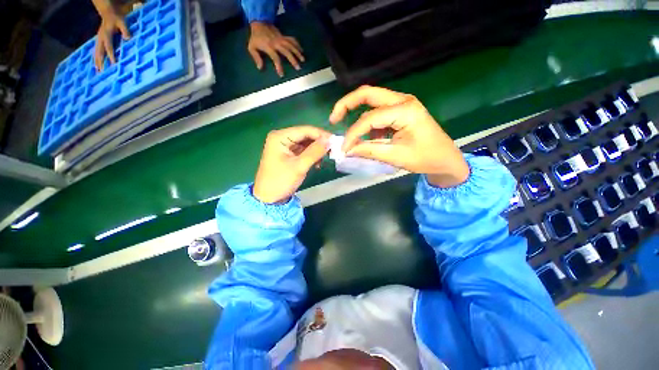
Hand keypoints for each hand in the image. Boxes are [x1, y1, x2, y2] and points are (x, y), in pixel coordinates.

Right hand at [94, 8, 129, 70]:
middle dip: (100, 61)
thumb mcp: (123, 22)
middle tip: (101, 71)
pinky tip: (97, 64)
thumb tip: (128, 39)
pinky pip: (96, 50)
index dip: (111, 56)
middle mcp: (100, 38)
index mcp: (106, 35)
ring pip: (96, 52)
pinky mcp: (99, 40)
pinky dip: (96, 57)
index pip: (109, 47)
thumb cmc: (116, 18)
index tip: (114, 64)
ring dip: (97, 61)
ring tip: (97, 70)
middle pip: (100, 52)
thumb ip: (125, 30)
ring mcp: (99, 39)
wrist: (108, 12)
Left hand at [248, 22, 303, 76]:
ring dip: (297, 52)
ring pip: (291, 45)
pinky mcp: (283, 36)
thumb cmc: (255, 38)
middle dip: (293, 59)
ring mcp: (281, 39)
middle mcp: (276, 43)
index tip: (281, 75)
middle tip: (298, 68)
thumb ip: (256, 58)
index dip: (279, 66)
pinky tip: (301, 50)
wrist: (259, 23)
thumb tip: (260, 68)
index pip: (275, 57)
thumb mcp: (251, 47)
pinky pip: (292, 39)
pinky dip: (297, 44)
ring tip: (303, 60)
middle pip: (286, 51)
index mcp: (269, 46)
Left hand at [253, 126, 330, 203]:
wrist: (269, 198)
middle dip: (319, 143)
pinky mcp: (288, 154)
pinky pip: (304, 151)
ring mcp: (285, 146)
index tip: (336, 141)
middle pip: (306, 135)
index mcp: (280, 136)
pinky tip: (317, 163)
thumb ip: (315, 152)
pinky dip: (312, 156)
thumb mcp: (299, 166)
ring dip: (316, 150)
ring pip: (306, 143)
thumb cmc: (281, 181)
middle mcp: (282, 138)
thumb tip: (329, 140)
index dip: (321, 135)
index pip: (305, 130)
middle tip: (333, 151)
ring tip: (325, 159)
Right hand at [329, 86, 468, 187]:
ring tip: (348, 132)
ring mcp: (402, 103)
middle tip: (333, 119)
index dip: (352, 133)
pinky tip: (367, 136)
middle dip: (346, 104)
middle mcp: (402, 100)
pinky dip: (368, 122)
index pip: (369, 118)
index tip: (343, 148)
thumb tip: (347, 150)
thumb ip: (369, 150)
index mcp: (405, 110)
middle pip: (367, 94)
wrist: (446, 159)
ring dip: (357, 114)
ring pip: (371, 101)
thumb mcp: (395, 156)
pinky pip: (378, 111)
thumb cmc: (425, 158)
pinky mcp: (400, 111)